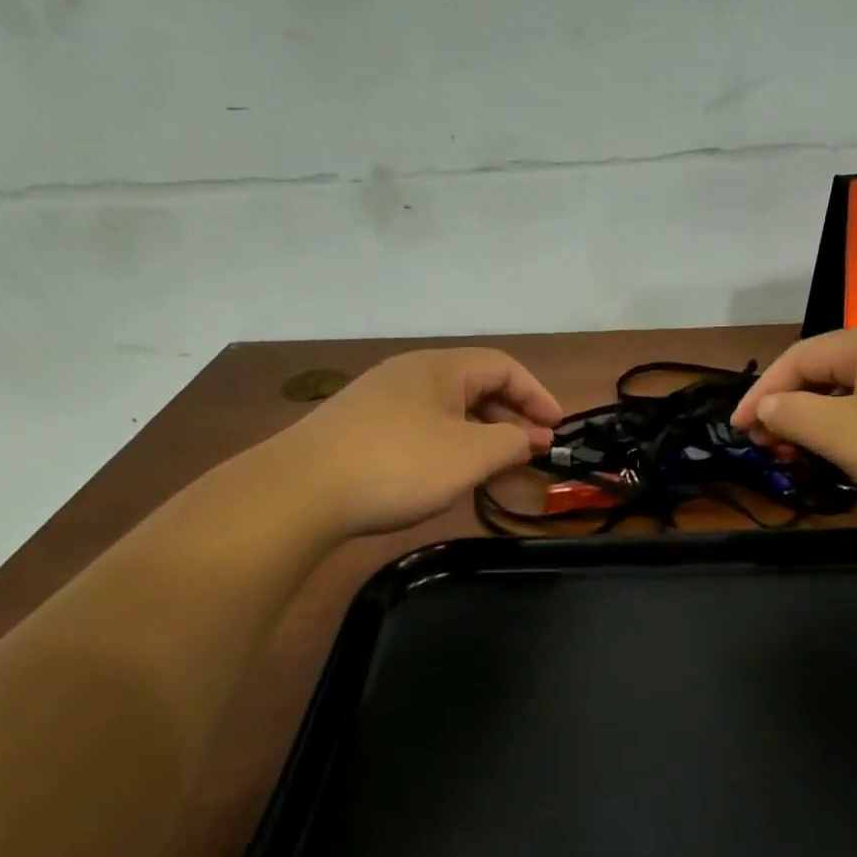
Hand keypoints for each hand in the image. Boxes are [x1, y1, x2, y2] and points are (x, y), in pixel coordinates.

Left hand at [276, 348, 561, 537]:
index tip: (556, 428)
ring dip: (479, 432)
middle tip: (530, 450)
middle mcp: (409, 372)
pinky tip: (445, 473)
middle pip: (474, 384)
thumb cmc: (398, 465)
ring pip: (446, 408)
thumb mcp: (469, 456)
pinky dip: (447, 443)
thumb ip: (510, 442)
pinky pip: (419, 425)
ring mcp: (379, 398)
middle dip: (510, 416)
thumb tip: (527, 437)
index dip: (537, 394)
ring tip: (493, 466)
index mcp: (440, 367)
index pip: (503, 366)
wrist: (300, 490)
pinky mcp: (357, 426)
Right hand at [730, 321, 856, 526]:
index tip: (736, 433)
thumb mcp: (848, 435)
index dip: (759, 395)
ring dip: (827, 424)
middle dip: (793, 412)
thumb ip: (794, 416)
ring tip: (812, 460)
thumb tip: (767, 407)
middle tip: (774, 452)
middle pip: (830, 373)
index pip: (798, 358)